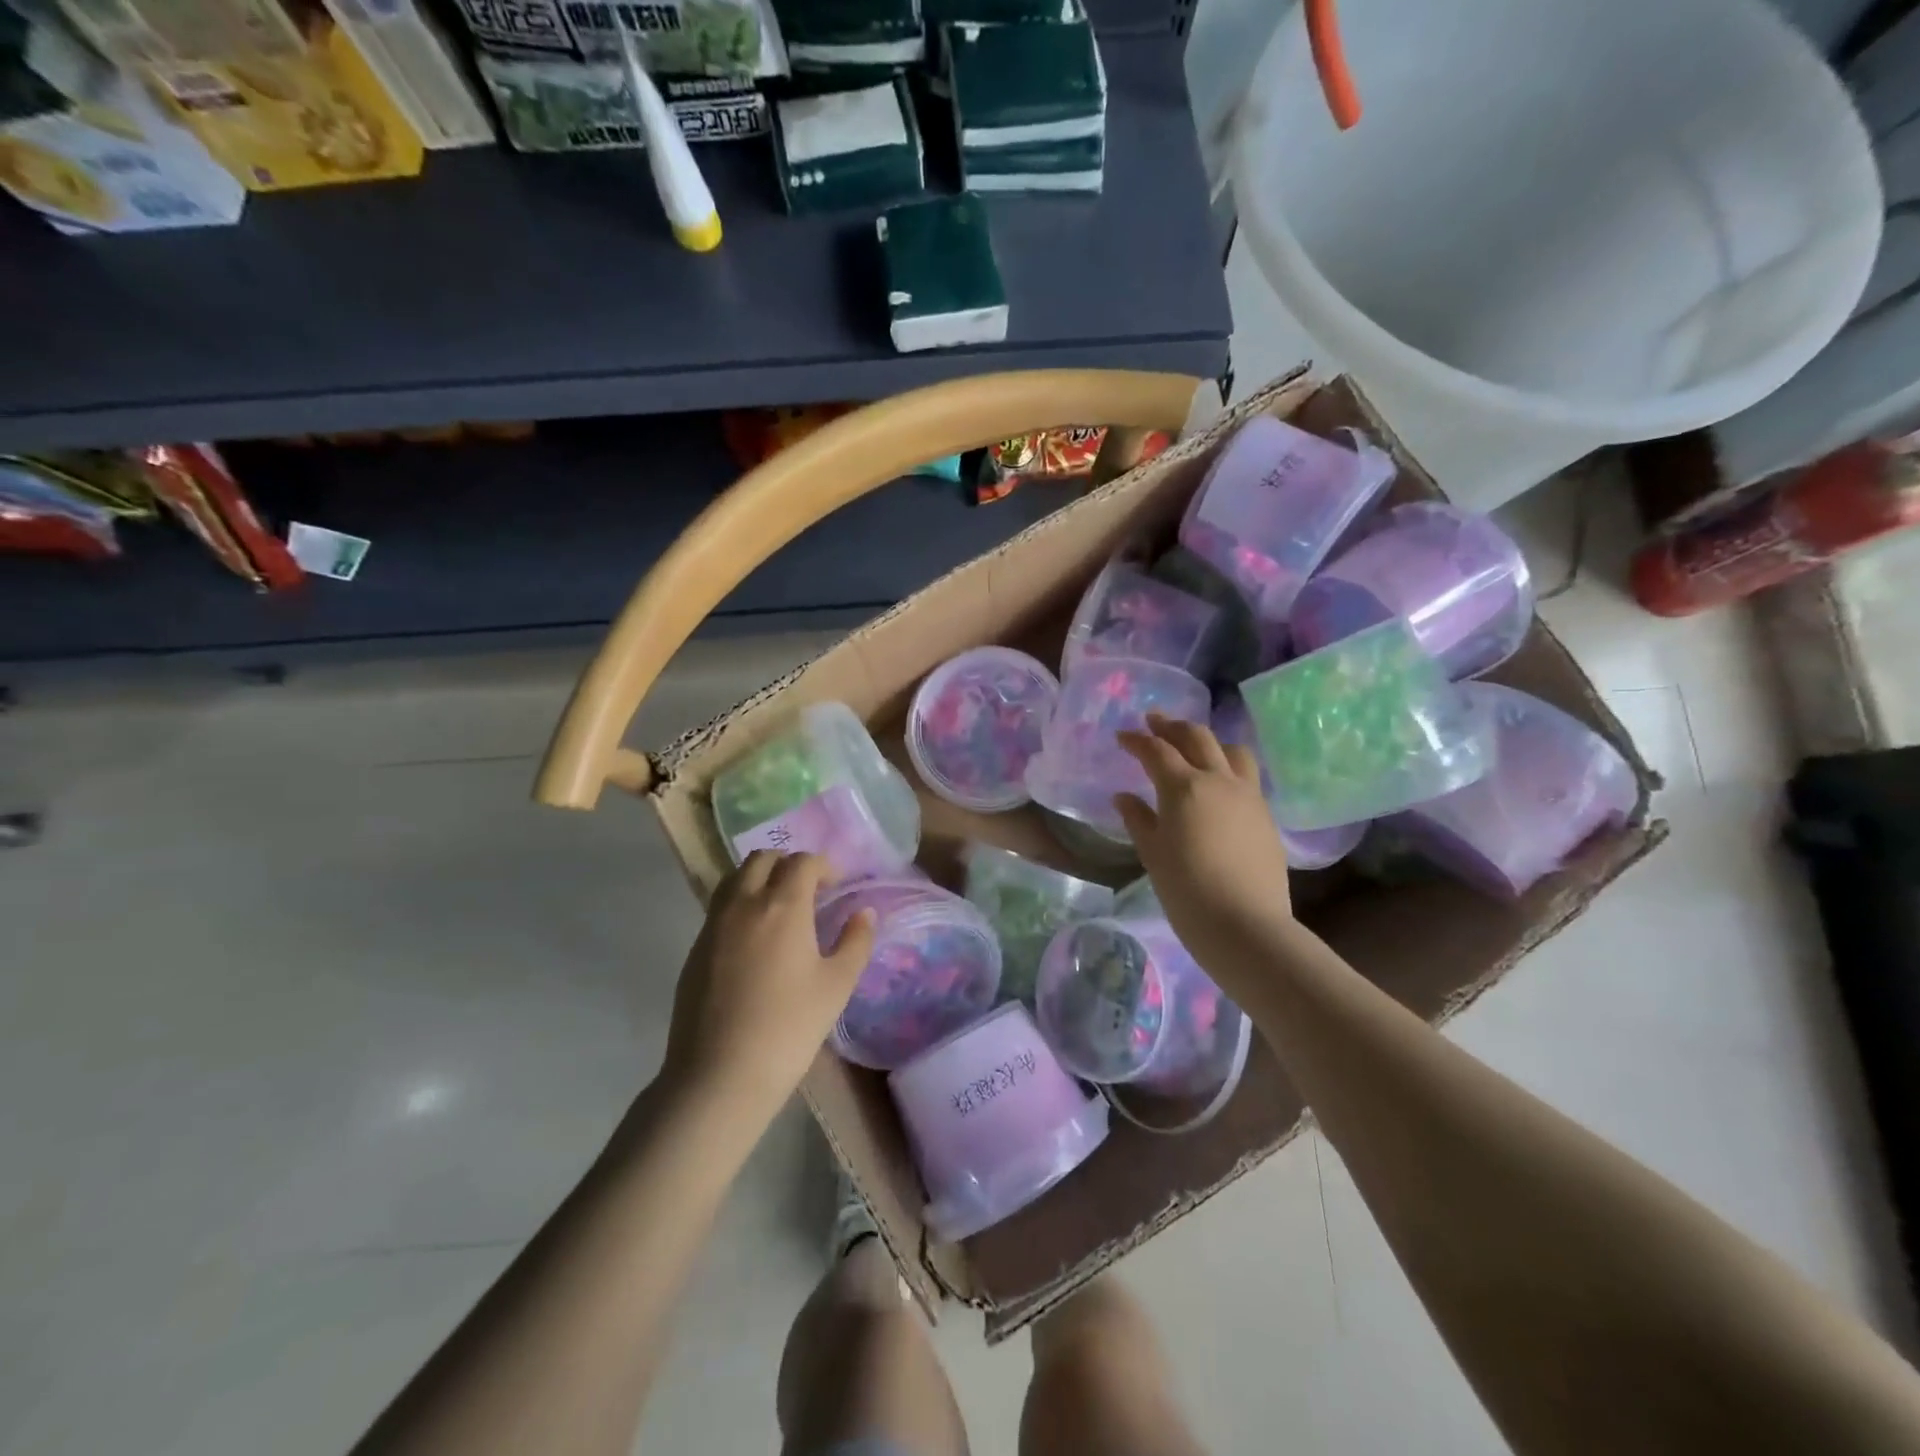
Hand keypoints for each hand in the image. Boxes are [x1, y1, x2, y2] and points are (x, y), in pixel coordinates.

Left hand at [662, 851, 875, 1125]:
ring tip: (780, 909)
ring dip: (760, 879)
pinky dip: (740, 904)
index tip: (836, 886)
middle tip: (808, 891)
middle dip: (788, 865)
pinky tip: (755, 940)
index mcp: (782, 906)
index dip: (823, 866)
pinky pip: (720, 907)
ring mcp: (713, 924)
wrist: (719, 1075)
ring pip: (735, 878)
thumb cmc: (789, 1028)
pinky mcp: (695, 948)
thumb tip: (864, 913)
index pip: (802, 862)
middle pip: (762, 859)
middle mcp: (743, 903)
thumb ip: (856, 942)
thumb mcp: (836, 986)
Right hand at [1114, 714, 1294, 967]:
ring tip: (1194, 747)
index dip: (1137, 740)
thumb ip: (1139, 819)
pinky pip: (1246, 775)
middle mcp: (1219, 780)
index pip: (1157, 751)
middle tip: (1155, 723)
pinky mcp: (1265, 814)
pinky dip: (1228, 765)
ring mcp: (1248, 795)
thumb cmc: (1187, 891)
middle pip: (1197, 737)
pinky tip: (1218, 782)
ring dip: (1208, 740)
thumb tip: (1124, 797)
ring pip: (1231, 750)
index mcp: (1184, 788)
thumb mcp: (1153, 854)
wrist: (1244, 924)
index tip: (1123, 736)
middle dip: (1172, 727)